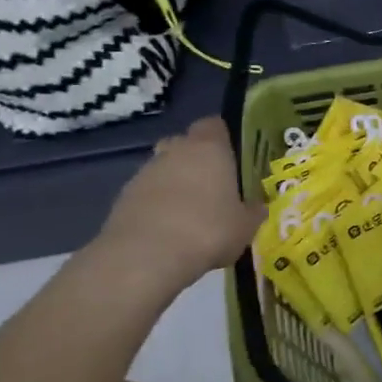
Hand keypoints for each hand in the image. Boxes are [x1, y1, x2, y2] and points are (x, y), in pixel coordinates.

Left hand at [91, 116, 265, 295]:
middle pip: (185, 144)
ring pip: (164, 170)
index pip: (214, 125)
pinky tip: (168, 232)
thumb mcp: (245, 226)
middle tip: (213, 187)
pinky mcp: (123, 198)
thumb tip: (258, 207)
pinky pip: (147, 194)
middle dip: (197, 161)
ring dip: (175, 185)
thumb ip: (253, 211)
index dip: (223, 138)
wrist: (146, 257)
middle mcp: (175, 152)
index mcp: (209, 148)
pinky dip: (156, 206)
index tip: (233, 157)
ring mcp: (144, 173)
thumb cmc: (208, 231)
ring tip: (190, 216)